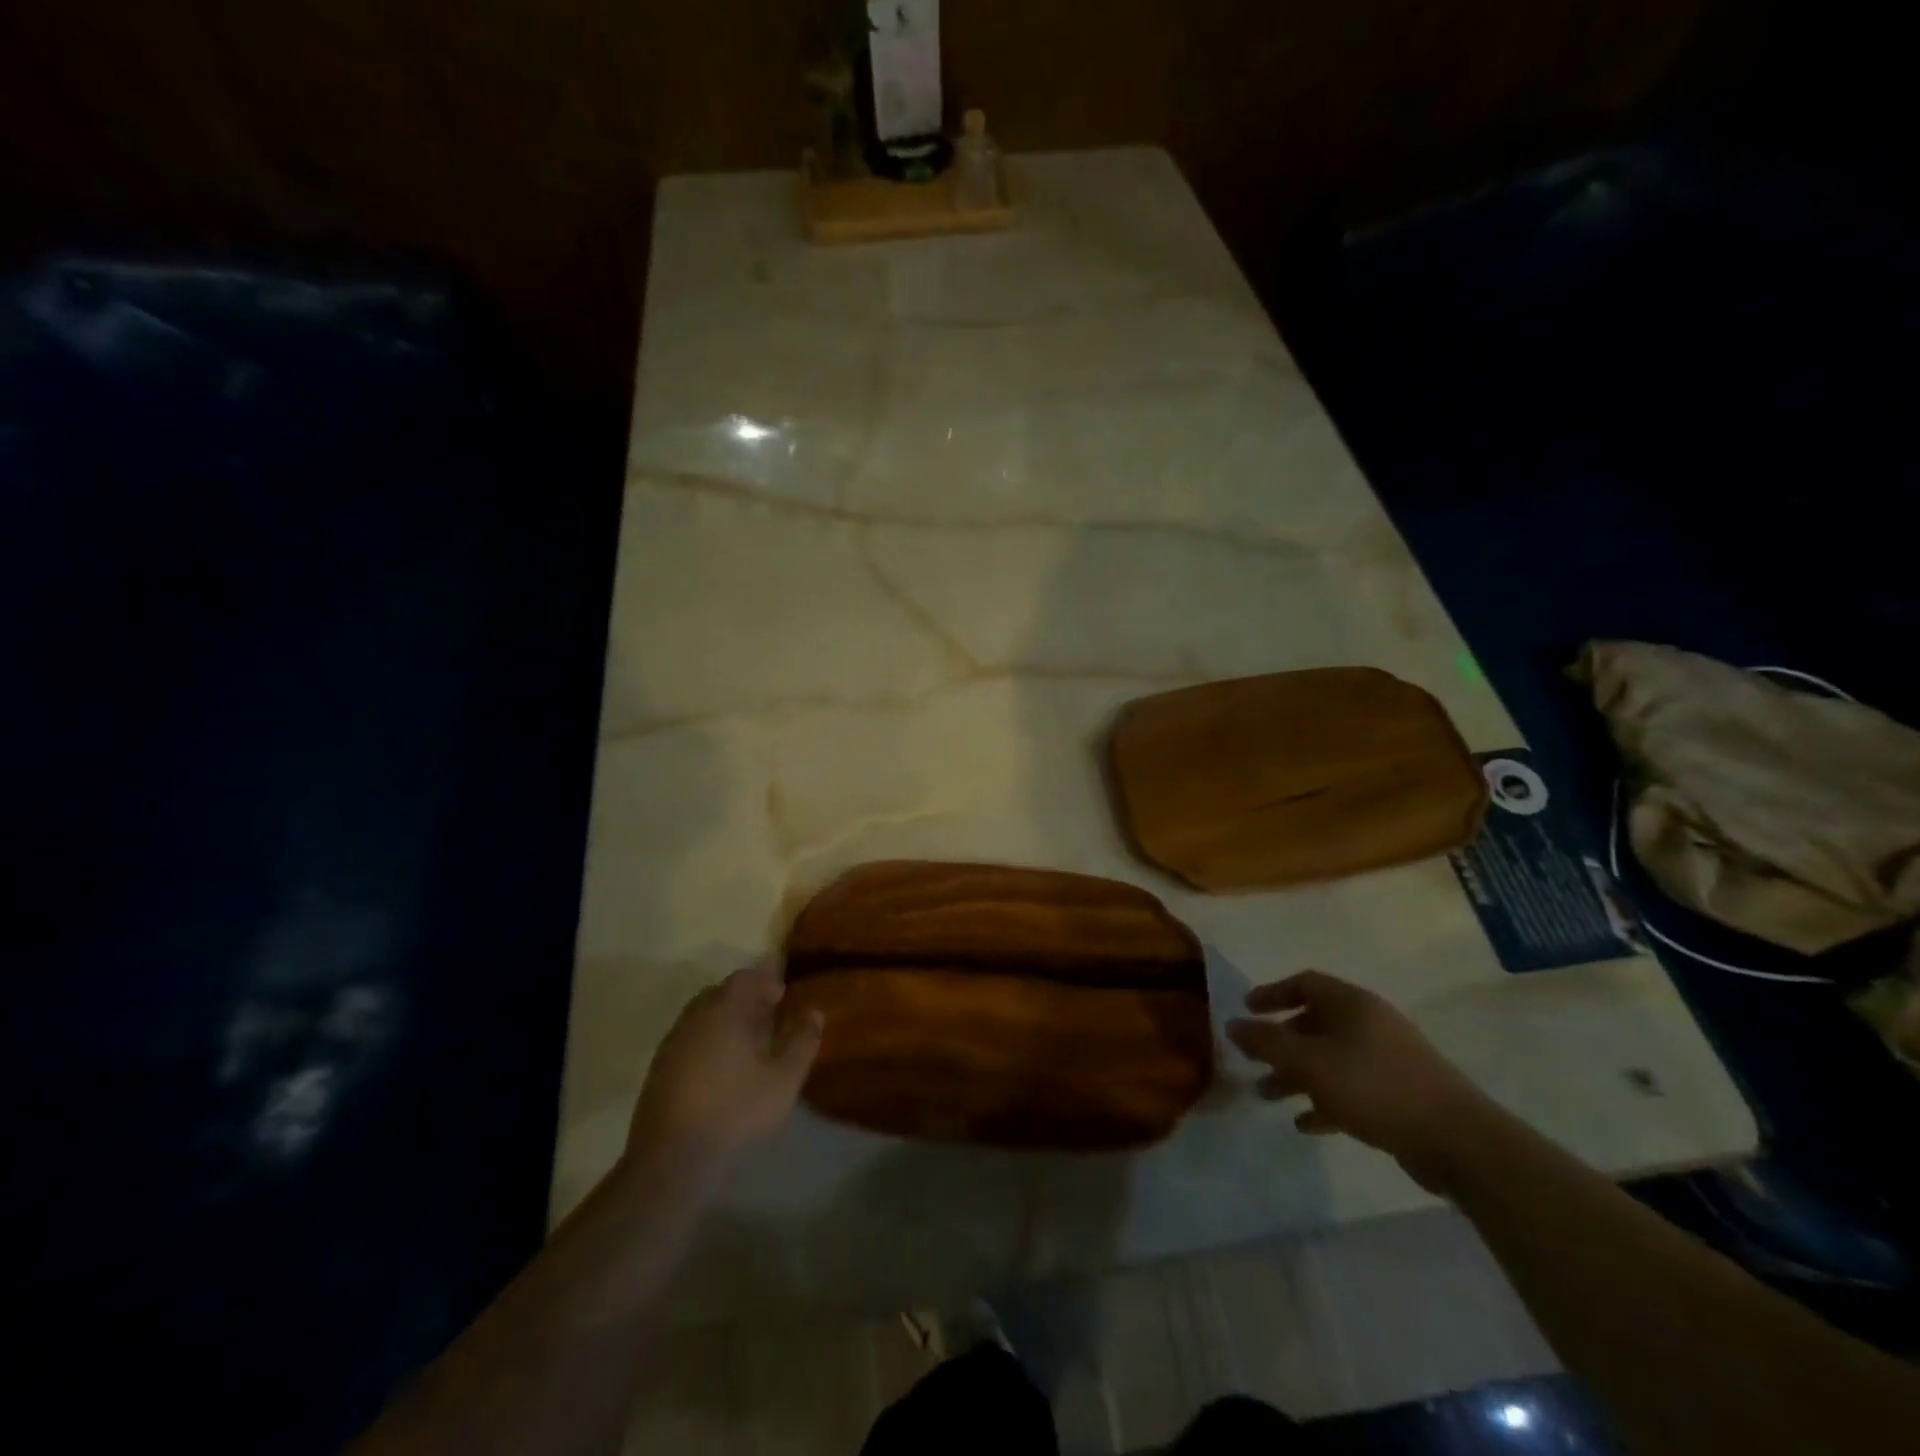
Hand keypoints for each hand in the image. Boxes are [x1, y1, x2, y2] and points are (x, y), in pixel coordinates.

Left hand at [626, 967, 822, 1171]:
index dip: (765, 982)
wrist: (672, 1158)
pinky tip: (720, 1068)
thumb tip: (815, 1012)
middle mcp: (694, 1017)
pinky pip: (689, 1039)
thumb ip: (802, 1042)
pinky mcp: (659, 1069)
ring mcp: (672, 1043)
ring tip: (746, 1043)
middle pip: (720, 994)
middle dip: (745, 999)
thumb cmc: (735, 1110)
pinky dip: (707, 1041)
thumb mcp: (783, 1079)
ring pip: (702, 1017)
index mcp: (724, 1010)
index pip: (745, 978)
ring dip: (724, 1020)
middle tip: (767, 1016)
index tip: (781, 996)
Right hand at [1227, 970, 1493, 1188]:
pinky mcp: (1401, 1095)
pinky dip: (1325, 1100)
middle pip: (1314, 1023)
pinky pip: (1351, 1088)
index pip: (1304, 983)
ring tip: (1269, 1096)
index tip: (1246, 1010)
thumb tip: (1231, 1025)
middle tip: (1253, 1061)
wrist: (1459, 1141)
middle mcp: (1370, 1024)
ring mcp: (1388, 1059)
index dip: (1271, 993)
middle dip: (1280, 1043)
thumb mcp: (1310, 1063)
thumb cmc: (1375, 1087)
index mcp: (1351, 1004)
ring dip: (1297, 1075)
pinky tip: (1306, 1124)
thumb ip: (1267, 1043)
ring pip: (1330, 1058)